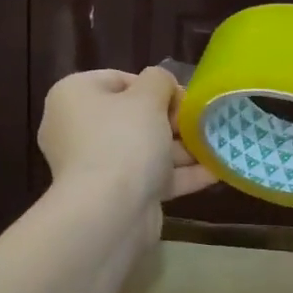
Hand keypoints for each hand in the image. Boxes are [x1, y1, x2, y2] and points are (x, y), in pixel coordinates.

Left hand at [37, 66, 215, 214]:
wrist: (109, 212)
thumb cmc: (124, 141)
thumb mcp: (147, 97)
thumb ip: (159, 80)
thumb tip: (162, 84)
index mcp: (74, 96)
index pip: (119, 80)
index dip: (155, 86)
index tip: (183, 98)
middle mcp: (78, 129)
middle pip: (134, 117)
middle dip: (173, 120)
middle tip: (202, 123)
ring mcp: (95, 166)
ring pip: (145, 150)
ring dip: (182, 149)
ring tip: (218, 145)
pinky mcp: (115, 196)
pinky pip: (150, 178)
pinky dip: (180, 174)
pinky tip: (216, 171)